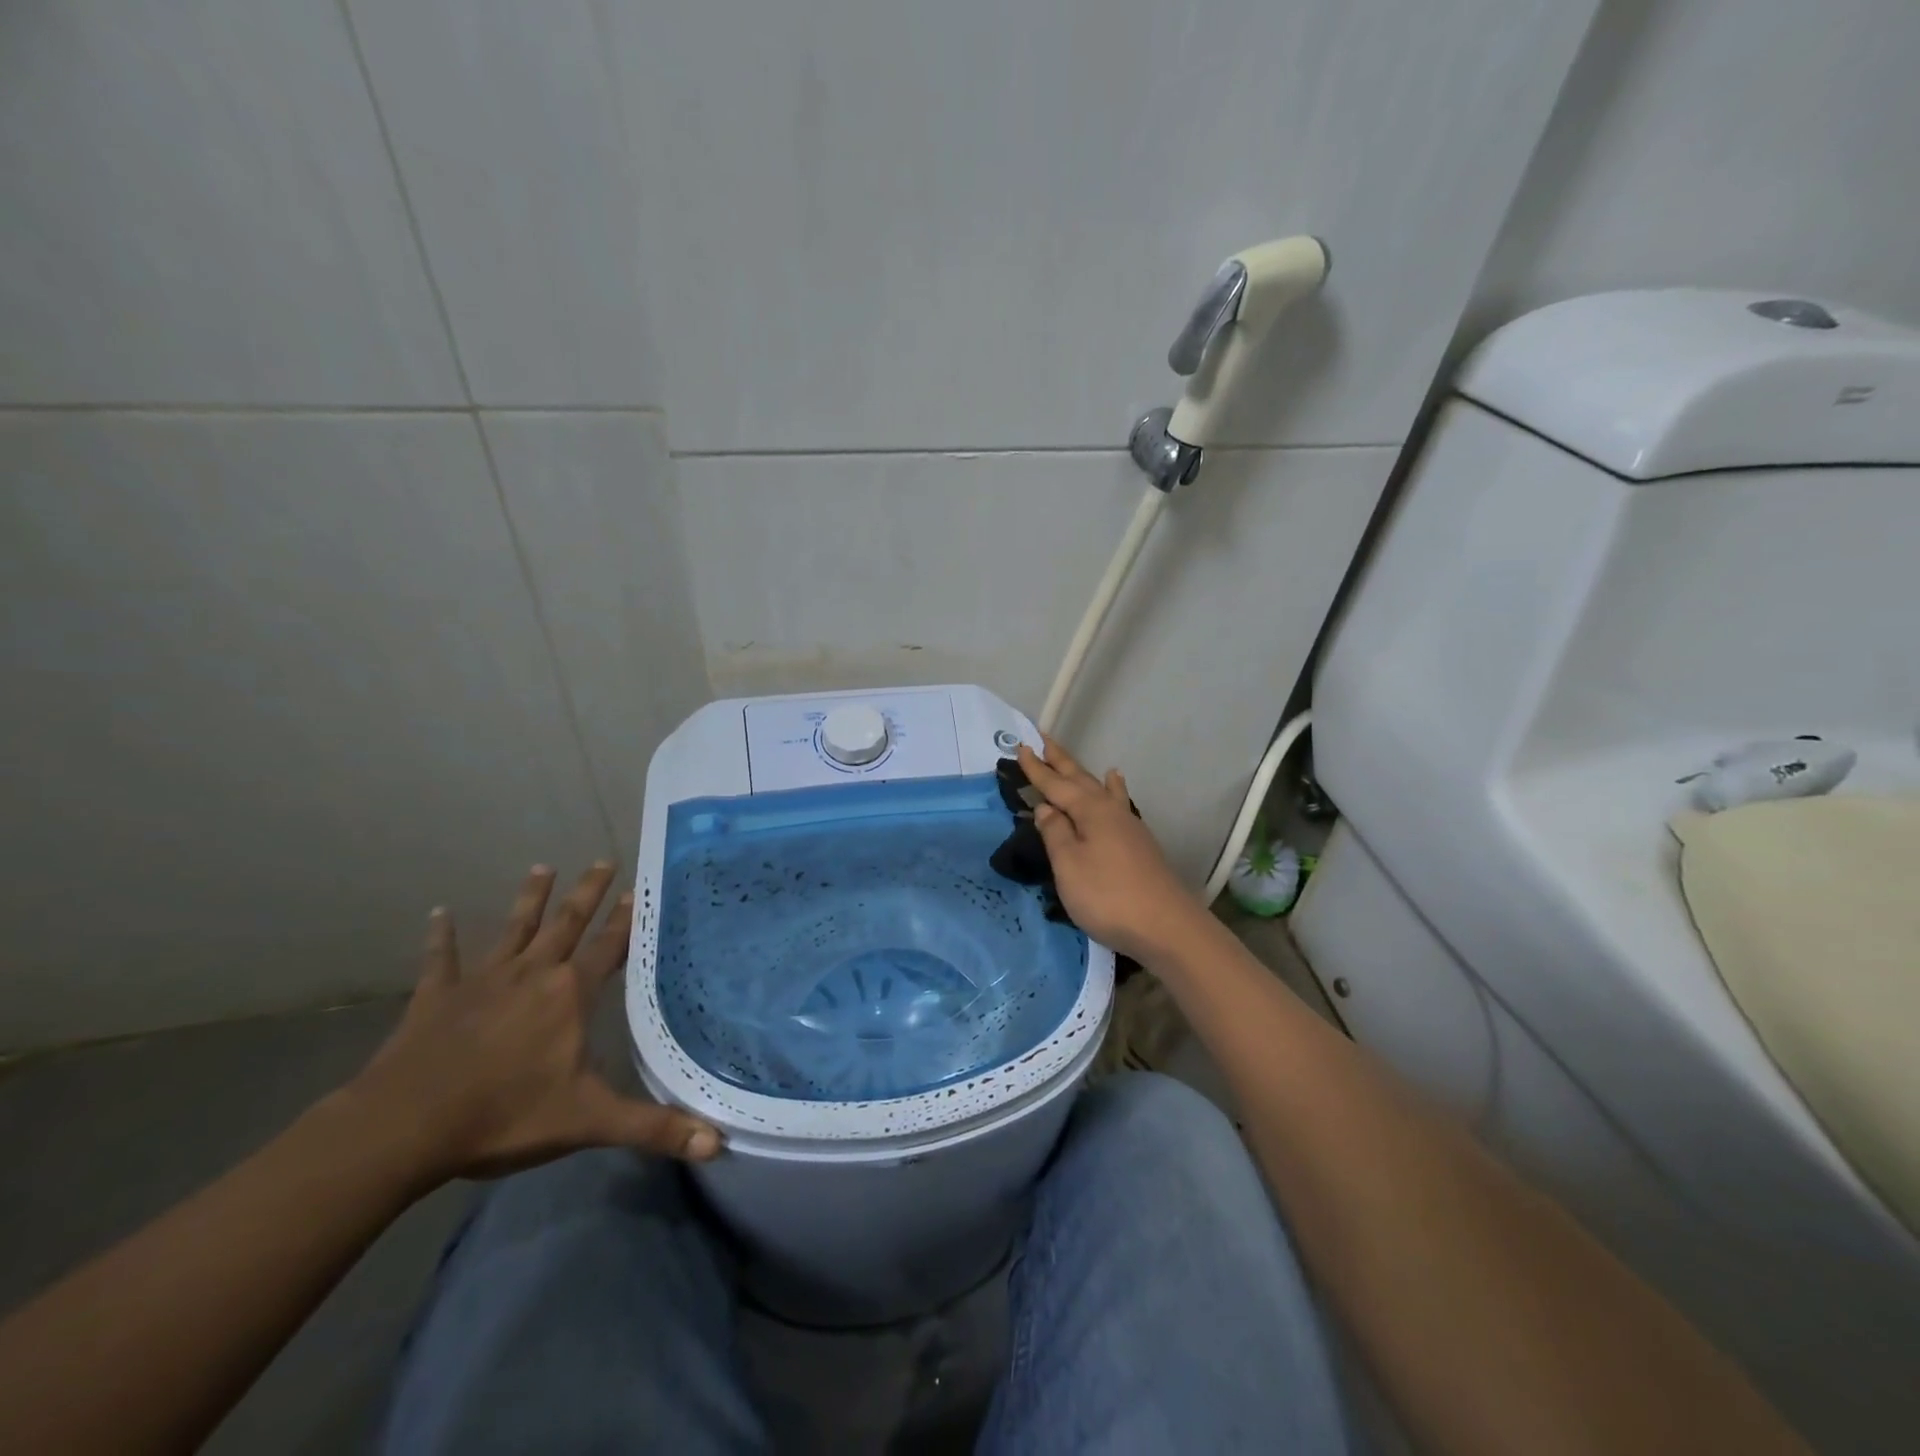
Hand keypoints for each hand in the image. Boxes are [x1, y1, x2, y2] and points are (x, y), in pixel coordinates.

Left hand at [346, 863, 720, 1183]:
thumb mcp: (589, 1122)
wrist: (405, 1125)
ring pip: (514, 929)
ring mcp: (482, 981)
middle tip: (603, 859)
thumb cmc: (505, 1115)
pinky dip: (440, 936)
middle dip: (587, 892)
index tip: (637, 889)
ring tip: (542, 866)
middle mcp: (532, 974)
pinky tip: (438, 912)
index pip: (608, 947)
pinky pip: (441, 960)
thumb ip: (653, 1129)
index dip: (625, 920)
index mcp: (569, 995)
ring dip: (530, 898)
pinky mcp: (436, 997)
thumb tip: (718, 1143)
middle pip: (567, 923)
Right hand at [1018, 738, 1207, 963]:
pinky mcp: (1139, 844)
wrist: (1166, 926)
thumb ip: (1055, 833)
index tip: (1021, 747)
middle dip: (1060, 761)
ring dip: (1084, 775)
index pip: (1056, 784)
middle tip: (1043, 740)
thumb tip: (1046, 807)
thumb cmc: (1108, 895)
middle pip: (1081, 779)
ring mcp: (1129, 826)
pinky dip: (1114, 791)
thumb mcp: (1069, 865)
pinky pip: (1118, 804)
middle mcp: (1110, 810)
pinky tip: (1117, 790)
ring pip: (1100, 790)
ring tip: (1075, 761)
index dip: (1037, 769)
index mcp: (1090, 811)